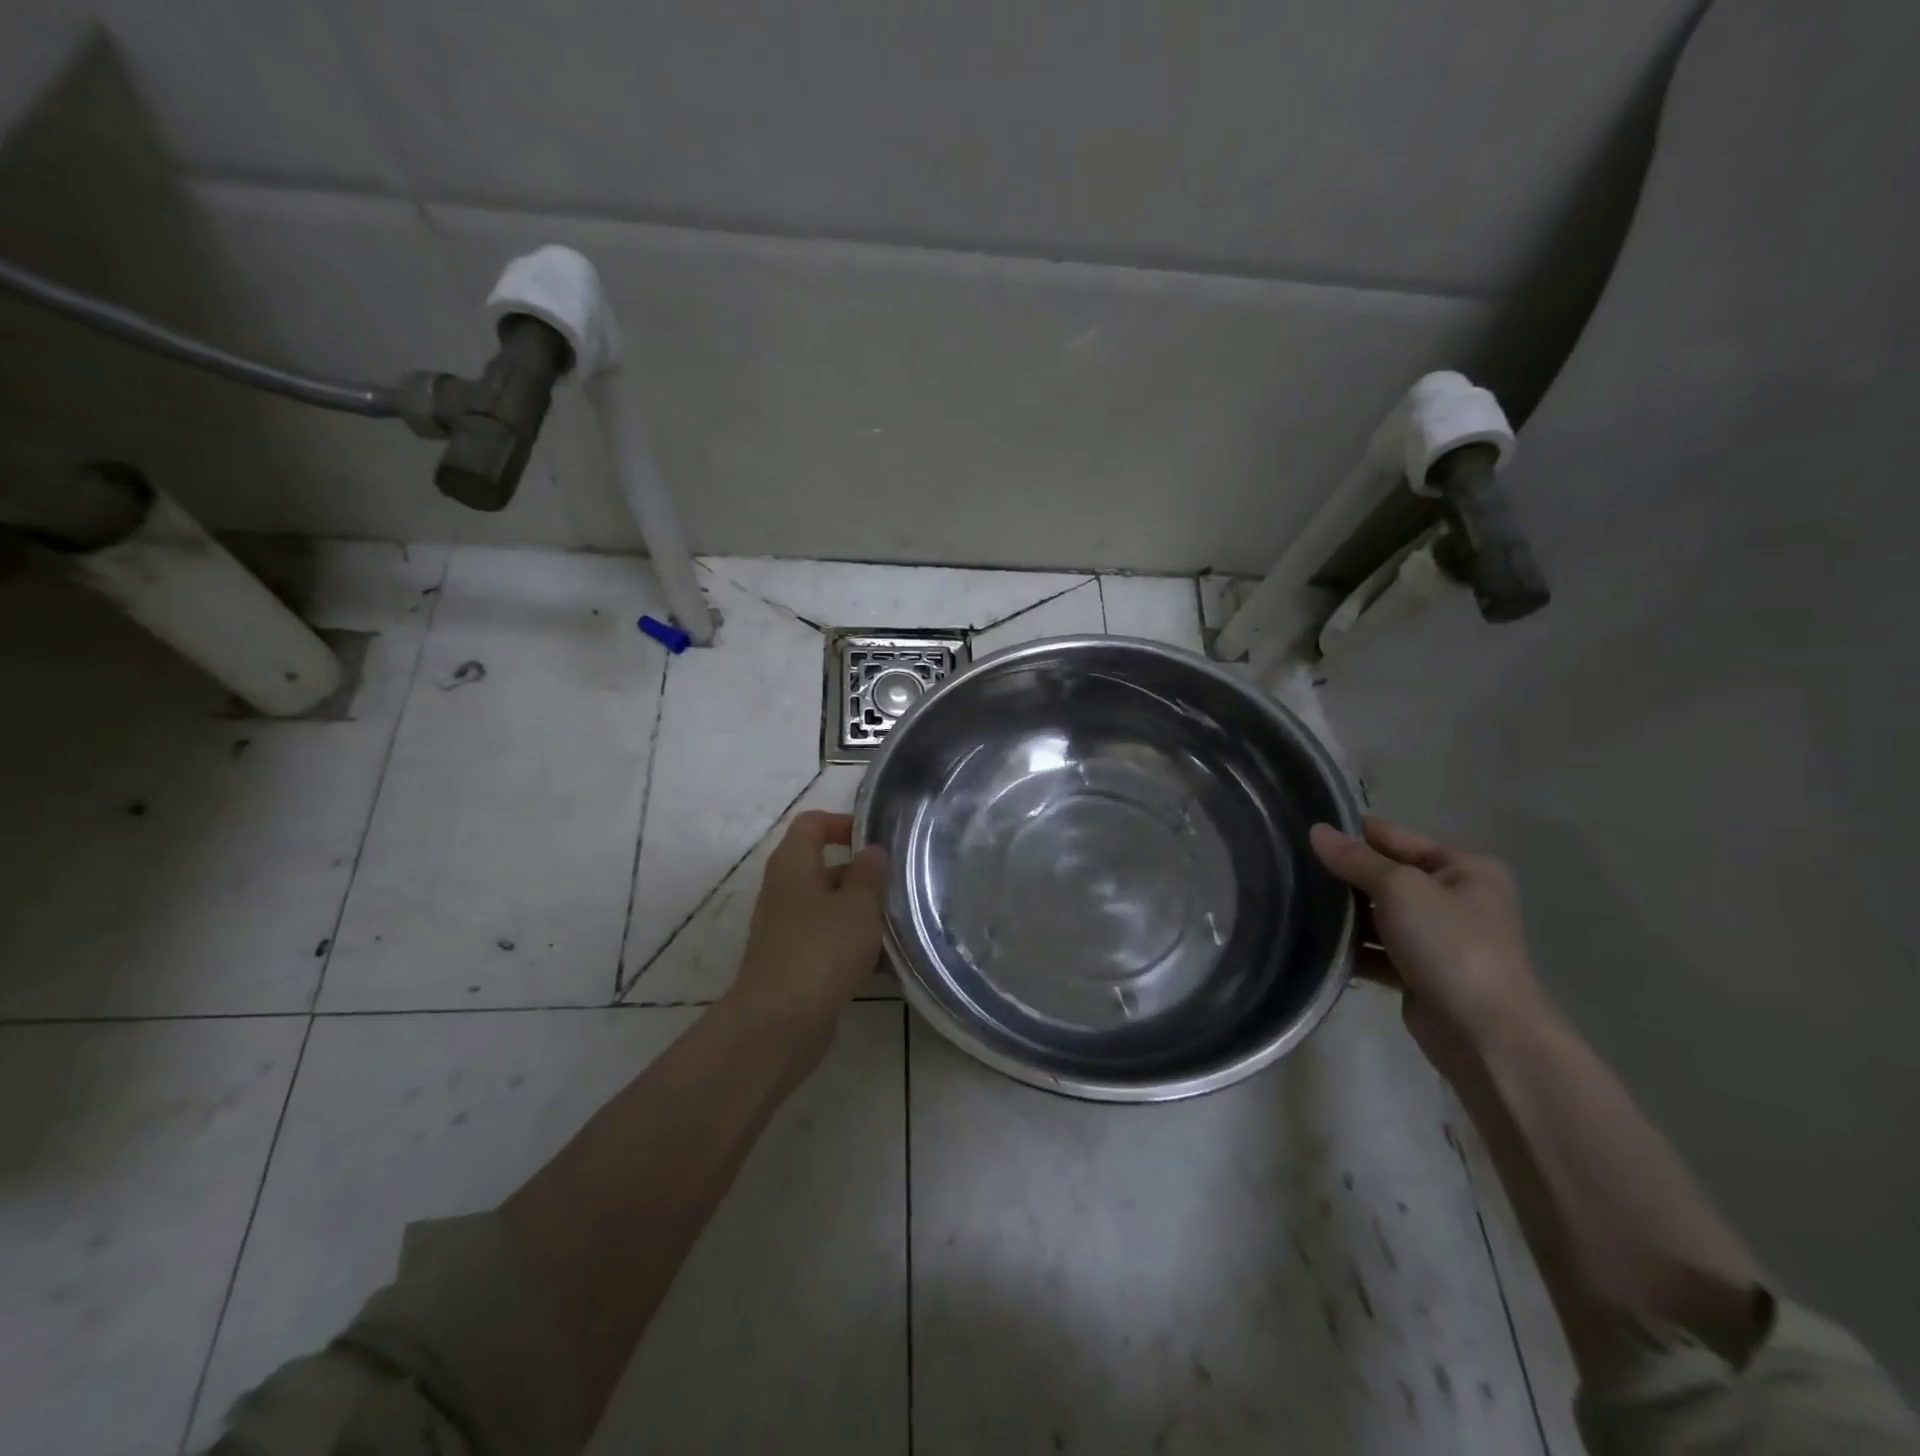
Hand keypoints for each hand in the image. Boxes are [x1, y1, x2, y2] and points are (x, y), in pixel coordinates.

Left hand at [730, 812, 888, 1044]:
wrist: (778, 1025)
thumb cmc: (820, 951)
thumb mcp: (857, 906)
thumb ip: (869, 874)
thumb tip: (871, 851)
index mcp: (793, 865)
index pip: (812, 824)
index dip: (843, 823)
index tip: (878, 841)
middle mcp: (785, 892)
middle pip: (825, 868)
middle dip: (864, 876)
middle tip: (902, 885)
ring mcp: (788, 930)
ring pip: (832, 910)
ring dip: (864, 916)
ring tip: (903, 926)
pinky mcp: (796, 965)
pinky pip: (830, 944)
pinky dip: (856, 949)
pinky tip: (890, 966)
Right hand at [1309, 815, 1550, 1065]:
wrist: (1482, 1032)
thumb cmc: (1449, 944)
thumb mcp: (1399, 888)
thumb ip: (1356, 859)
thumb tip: (1316, 830)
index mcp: (1465, 869)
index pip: (1397, 837)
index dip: (1354, 833)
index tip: (1305, 829)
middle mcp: (1455, 899)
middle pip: (1386, 876)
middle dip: (1344, 874)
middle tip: (1291, 865)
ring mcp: (1439, 938)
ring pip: (1379, 914)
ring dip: (1344, 912)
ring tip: (1293, 899)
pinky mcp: (1420, 972)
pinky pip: (1378, 949)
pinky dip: (1352, 947)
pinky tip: (1313, 940)